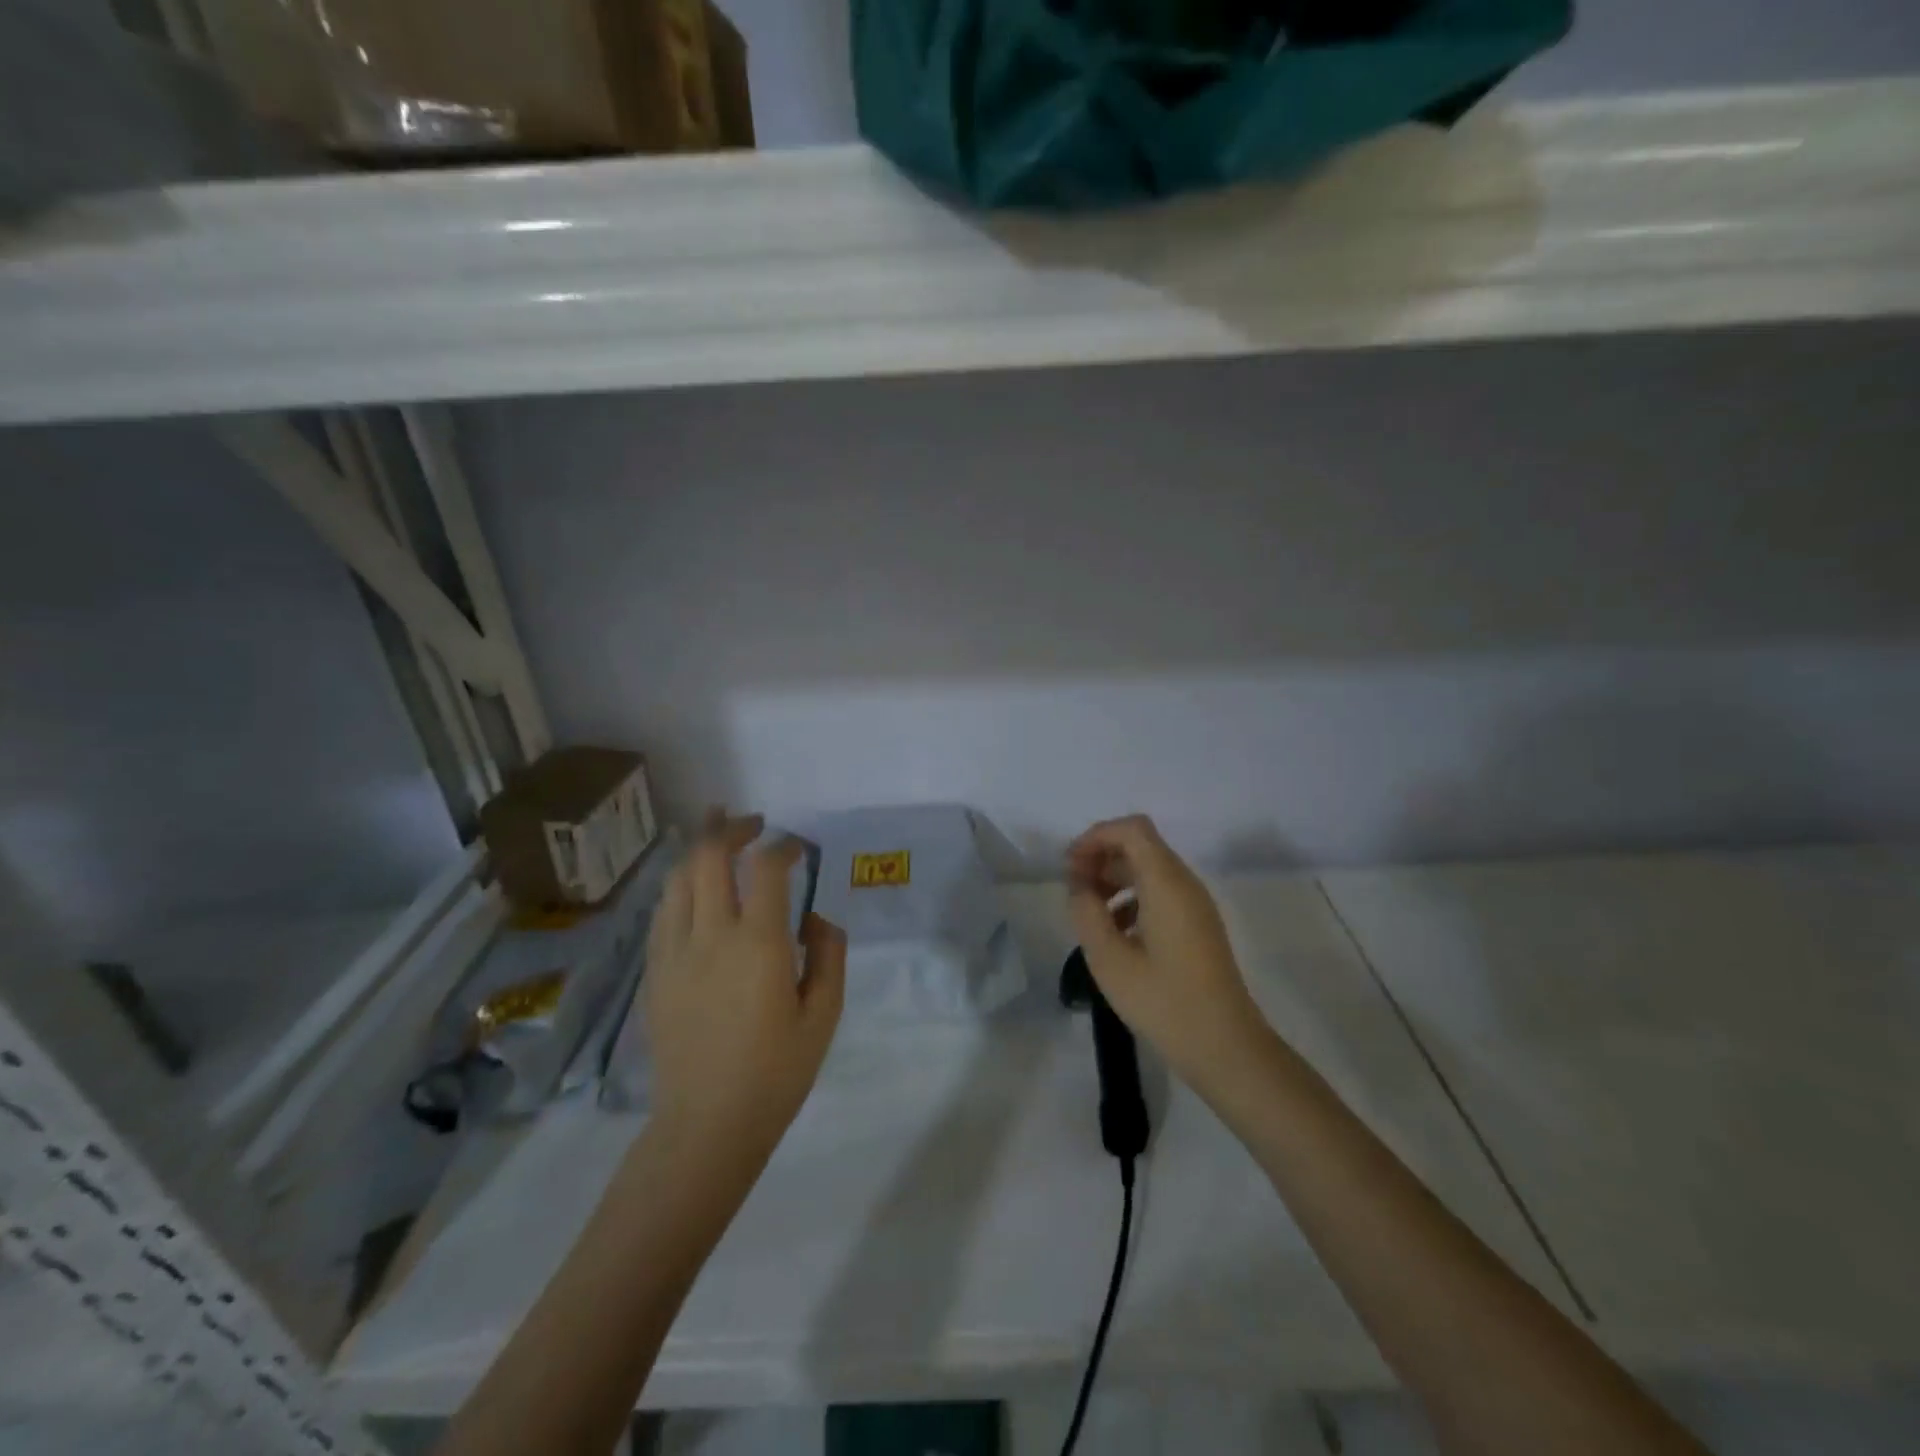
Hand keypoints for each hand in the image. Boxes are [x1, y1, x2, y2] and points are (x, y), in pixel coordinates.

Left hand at [645, 812, 846, 1166]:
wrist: (706, 1125)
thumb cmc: (776, 1073)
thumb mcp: (824, 1015)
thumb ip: (829, 955)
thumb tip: (815, 917)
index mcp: (757, 944)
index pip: (765, 868)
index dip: (783, 846)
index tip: (797, 847)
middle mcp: (710, 935)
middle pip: (708, 857)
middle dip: (730, 828)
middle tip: (752, 822)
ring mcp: (674, 952)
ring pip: (677, 877)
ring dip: (699, 848)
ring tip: (716, 834)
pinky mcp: (654, 971)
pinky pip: (662, 910)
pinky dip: (680, 884)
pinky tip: (692, 885)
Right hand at [1066, 815, 1274, 1104]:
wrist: (1225, 1047)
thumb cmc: (1163, 1001)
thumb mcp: (1109, 959)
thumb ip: (1086, 912)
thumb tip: (1079, 886)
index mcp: (1166, 883)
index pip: (1131, 829)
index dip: (1096, 837)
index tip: (1070, 867)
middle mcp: (1185, 884)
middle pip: (1140, 845)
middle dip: (1102, 856)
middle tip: (1074, 890)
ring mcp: (1196, 905)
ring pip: (1150, 869)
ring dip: (1115, 878)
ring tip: (1089, 911)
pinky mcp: (1198, 926)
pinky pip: (1161, 893)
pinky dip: (1132, 898)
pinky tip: (1116, 933)